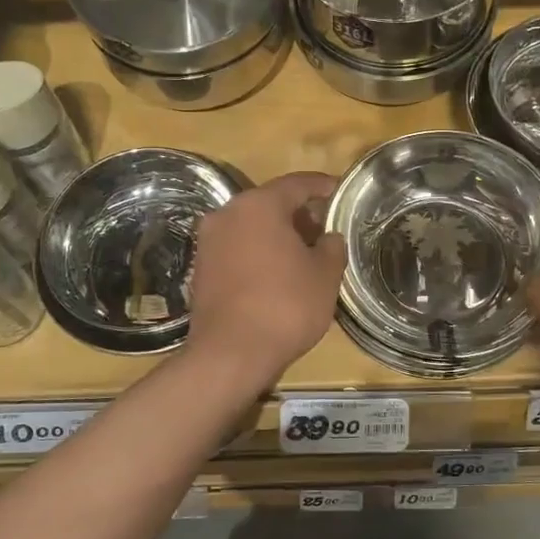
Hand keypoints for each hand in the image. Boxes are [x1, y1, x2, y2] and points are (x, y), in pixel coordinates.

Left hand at [186, 172, 345, 388]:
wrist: (230, 354)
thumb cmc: (285, 306)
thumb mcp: (325, 275)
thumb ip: (332, 246)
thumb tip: (328, 237)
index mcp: (259, 205)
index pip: (296, 184)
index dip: (322, 186)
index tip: (339, 191)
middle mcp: (227, 214)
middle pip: (270, 203)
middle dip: (298, 213)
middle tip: (324, 229)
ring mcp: (209, 242)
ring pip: (250, 226)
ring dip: (276, 234)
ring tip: (303, 254)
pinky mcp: (201, 269)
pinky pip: (237, 249)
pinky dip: (257, 253)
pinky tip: (276, 274)